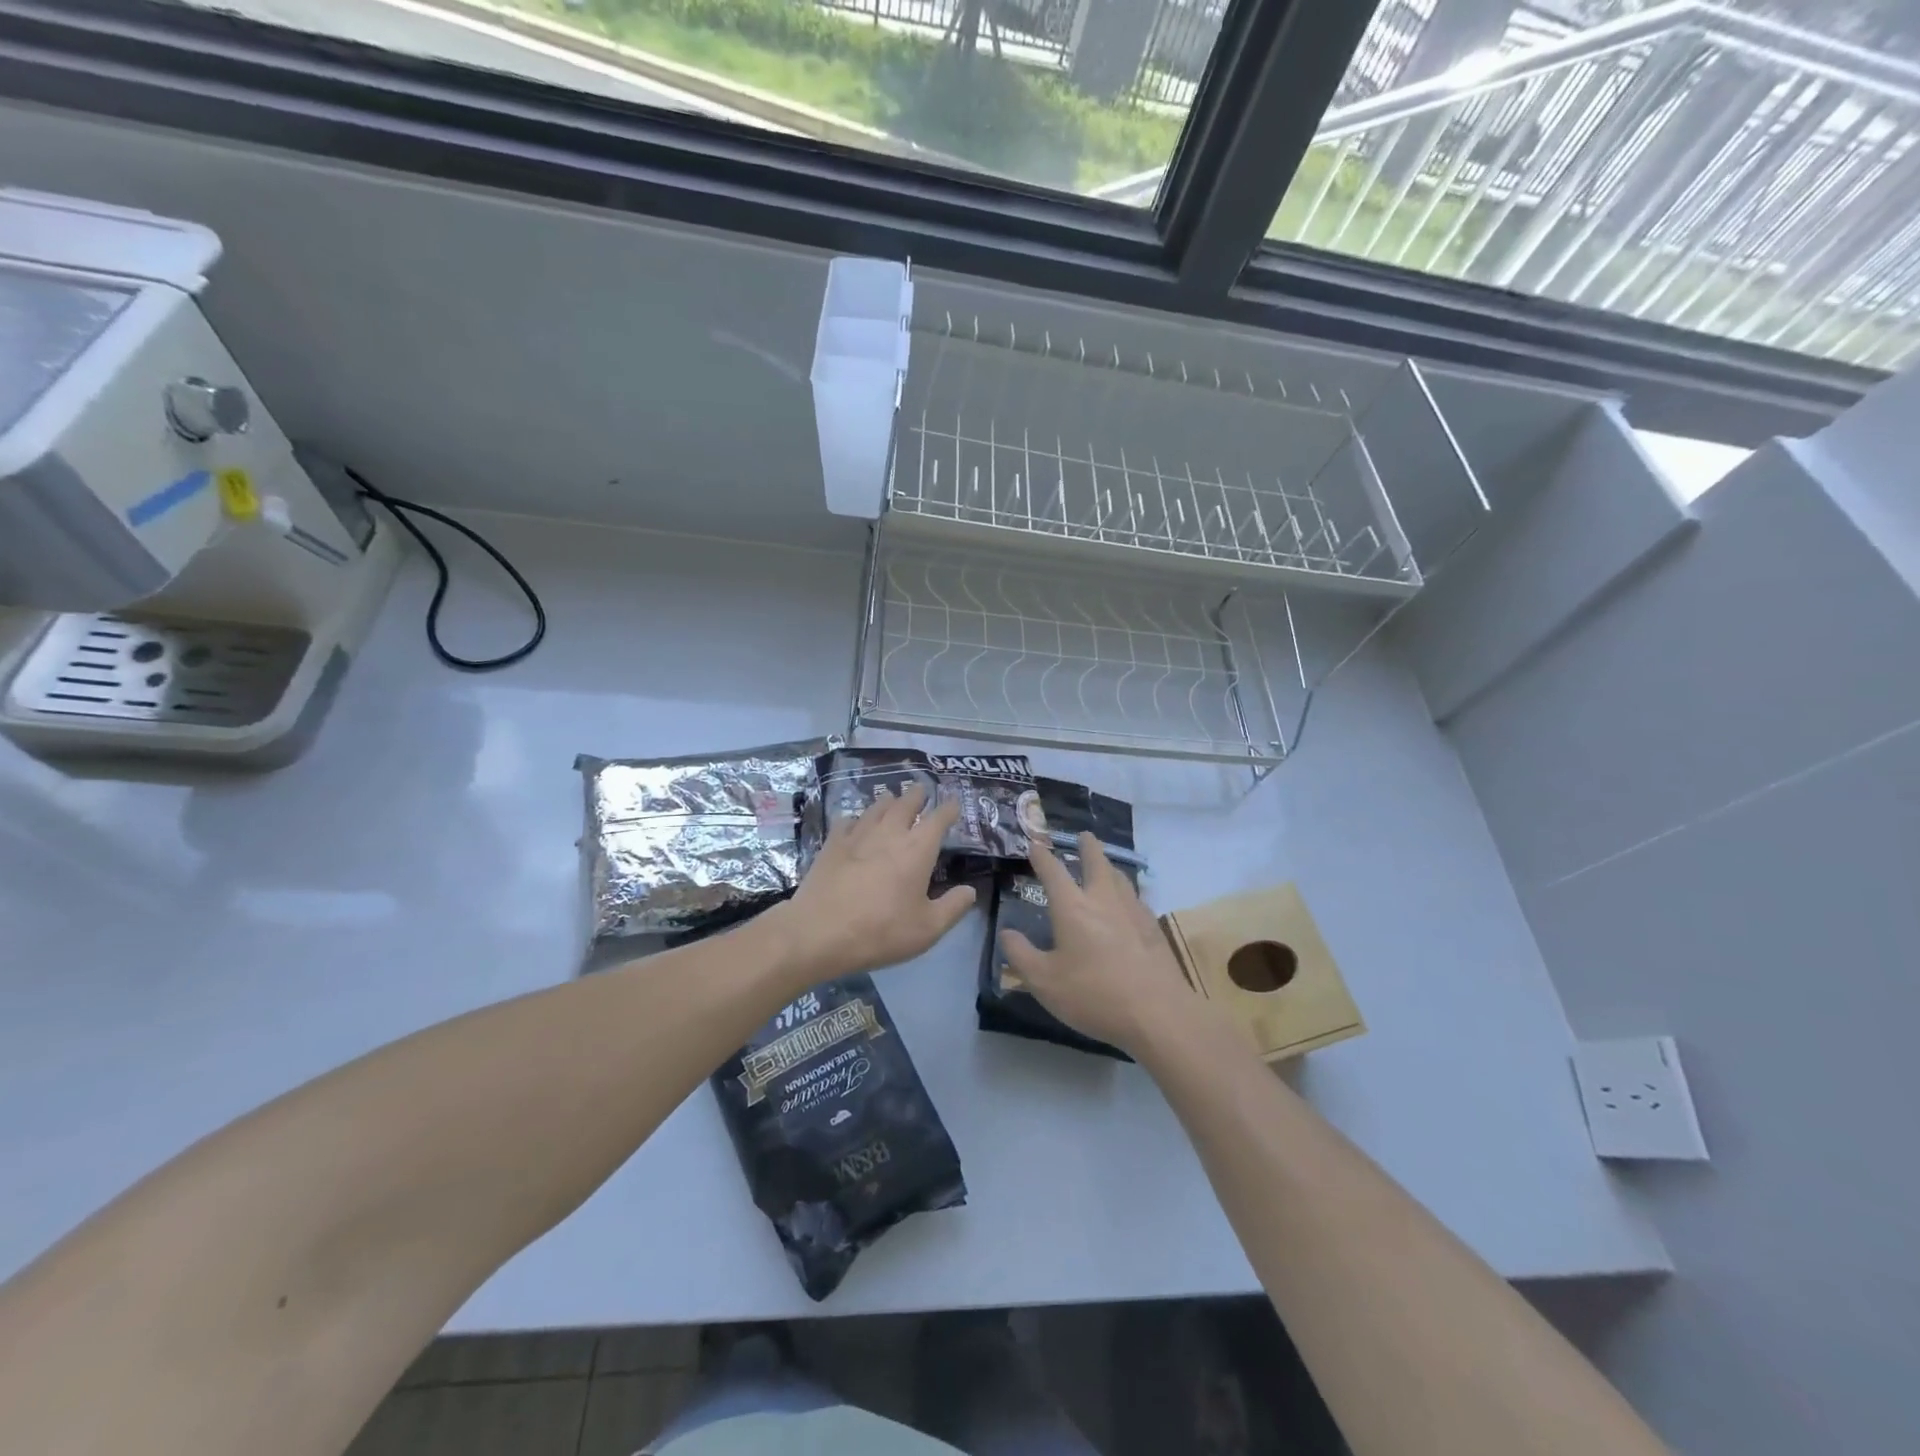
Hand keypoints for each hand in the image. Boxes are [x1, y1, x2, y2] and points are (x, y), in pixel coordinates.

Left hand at [778, 781, 975, 981]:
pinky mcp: (832, 843)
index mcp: (917, 849)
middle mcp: (890, 833)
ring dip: (888, 801)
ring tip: (892, 798)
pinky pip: (848, 821)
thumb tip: (971, 891)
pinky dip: (856, 818)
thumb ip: (953, 907)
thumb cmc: (881, 931)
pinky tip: (855, 823)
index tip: (954, 803)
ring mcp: (858, 835)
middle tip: (921, 790)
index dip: (949, 809)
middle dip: (917, 795)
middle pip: (906, 803)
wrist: (820, 932)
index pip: (938, 819)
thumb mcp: (927, 929)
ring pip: (877, 807)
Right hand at [999, 834, 1202, 1055]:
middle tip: (1084, 835)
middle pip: (1096, 862)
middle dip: (1088, 847)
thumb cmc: (1093, 995)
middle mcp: (1103, 900)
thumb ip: (1021, 955)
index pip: (1053, 872)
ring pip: (1120, 877)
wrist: (1157, 1012)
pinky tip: (1128, 904)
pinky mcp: (1153, 929)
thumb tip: (1006, 933)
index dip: (1042, 856)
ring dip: (1109, 866)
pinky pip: (1136, 898)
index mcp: (1072, 908)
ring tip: (1106, 865)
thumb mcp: (1044, 982)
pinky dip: (1127, 892)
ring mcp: (1133, 912)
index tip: (1035, 844)